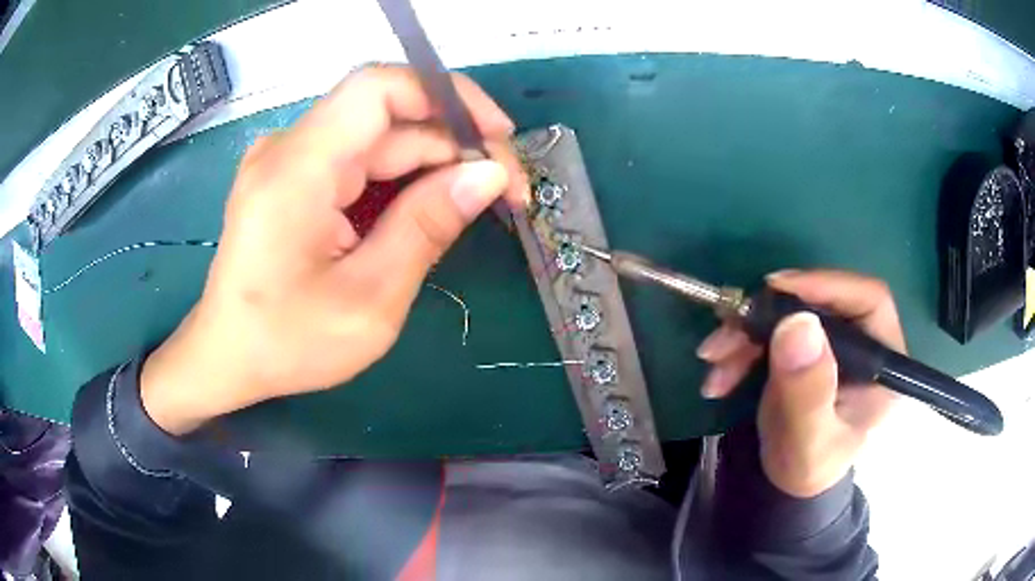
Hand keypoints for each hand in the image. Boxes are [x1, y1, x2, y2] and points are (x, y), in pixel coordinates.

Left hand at [141, 66, 529, 434]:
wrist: (226, 358)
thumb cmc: (286, 343)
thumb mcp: (368, 300)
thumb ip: (426, 228)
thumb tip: (489, 174)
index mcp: (297, 169)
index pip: (380, 88)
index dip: (448, 96)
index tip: (498, 136)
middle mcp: (289, 148)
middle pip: (388, 117)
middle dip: (454, 144)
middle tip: (506, 191)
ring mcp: (289, 160)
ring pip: (378, 139)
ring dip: (432, 165)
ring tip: (476, 203)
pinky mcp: (293, 177)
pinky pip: (358, 160)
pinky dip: (401, 179)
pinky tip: (429, 208)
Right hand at [696, 270, 904, 496]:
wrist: (788, 483)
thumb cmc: (808, 467)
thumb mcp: (808, 440)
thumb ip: (808, 392)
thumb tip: (798, 323)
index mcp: (882, 362)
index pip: (868, 300)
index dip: (826, 286)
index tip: (777, 289)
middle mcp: (862, 342)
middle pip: (822, 300)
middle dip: (770, 313)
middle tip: (730, 327)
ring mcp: (833, 342)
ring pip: (790, 312)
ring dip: (746, 331)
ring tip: (713, 359)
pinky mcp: (807, 347)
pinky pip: (772, 328)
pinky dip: (741, 345)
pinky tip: (720, 372)